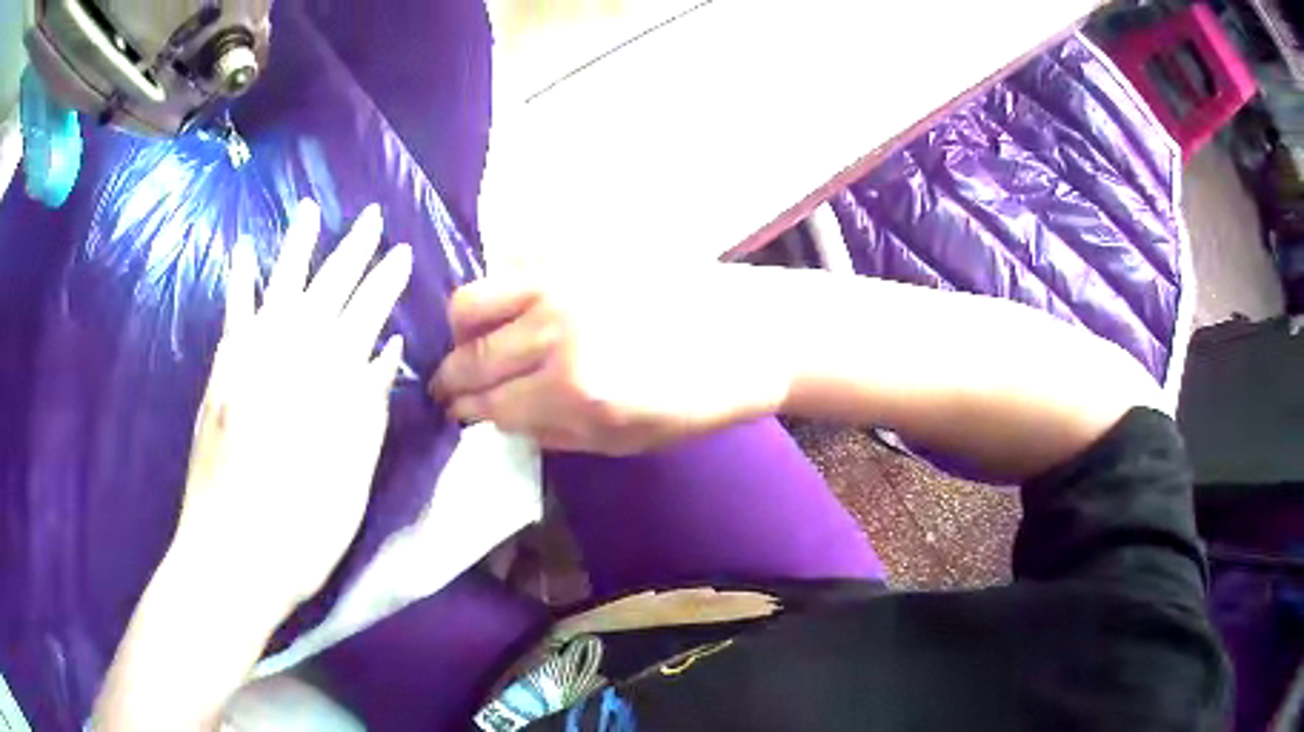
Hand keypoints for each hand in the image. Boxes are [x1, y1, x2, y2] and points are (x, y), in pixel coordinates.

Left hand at [175, 199, 411, 617]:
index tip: (402, 252)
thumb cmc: (303, 531)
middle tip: (372, 218)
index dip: (385, 283)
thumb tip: (386, 352)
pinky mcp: (221, 375)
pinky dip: (238, 280)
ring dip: (297, 248)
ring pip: (279, 289)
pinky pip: (231, 316)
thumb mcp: (352, 478)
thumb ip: (367, 408)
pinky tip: (243, 250)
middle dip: (352, 252)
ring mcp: (249, 362)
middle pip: (327, 293)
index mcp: (329, 384)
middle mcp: (290, 358)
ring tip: (310, 210)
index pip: (365, 317)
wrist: (233, 555)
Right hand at [429, 263, 793, 454]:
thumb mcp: (624, 442)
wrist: (747, 331)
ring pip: (471, 303)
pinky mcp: (574, 250)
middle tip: (448, 386)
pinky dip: (496, 292)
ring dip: (461, 332)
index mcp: (574, 393)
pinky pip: (507, 266)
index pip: (490, 405)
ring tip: (471, 343)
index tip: (455, 411)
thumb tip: (499, 417)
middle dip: (449, 379)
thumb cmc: (694, 398)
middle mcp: (556, 332)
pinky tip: (510, 307)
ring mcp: (562, 282)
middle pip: (471, 358)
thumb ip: (551, 433)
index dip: (466, 412)